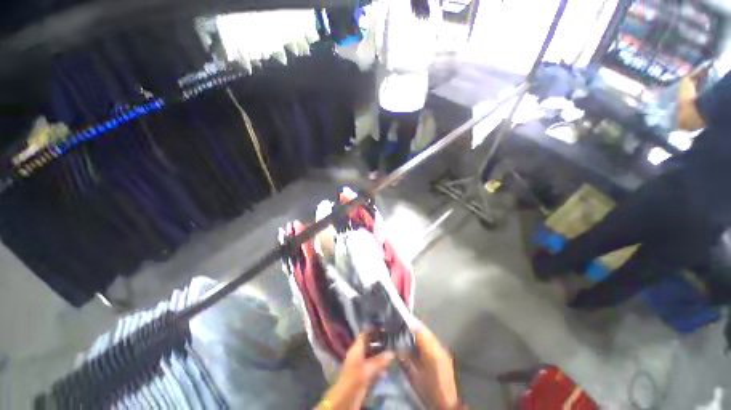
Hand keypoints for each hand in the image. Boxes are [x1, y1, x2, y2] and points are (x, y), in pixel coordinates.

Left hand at [317, 333, 393, 409]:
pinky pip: (373, 364)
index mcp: (356, 348)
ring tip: (394, 348)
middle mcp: (358, 353)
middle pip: (369, 344)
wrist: (345, 399)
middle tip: (393, 337)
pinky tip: (389, 363)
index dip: (373, 329)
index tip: (385, 326)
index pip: (365, 334)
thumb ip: (379, 361)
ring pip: (372, 354)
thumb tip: (393, 352)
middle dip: (380, 341)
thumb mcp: (367, 370)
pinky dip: (380, 362)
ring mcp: (360, 364)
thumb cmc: (353, 379)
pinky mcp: (363, 374)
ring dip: (381, 352)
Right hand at [402, 326, 460, 409]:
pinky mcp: (444, 355)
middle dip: (413, 327)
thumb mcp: (414, 375)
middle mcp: (439, 347)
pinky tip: (417, 343)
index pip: (420, 331)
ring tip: (407, 333)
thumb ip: (406, 358)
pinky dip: (424, 340)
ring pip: (429, 335)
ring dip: (419, 333)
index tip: (400, 322)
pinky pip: (432, 342)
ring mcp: (443, 351)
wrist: (446, 403)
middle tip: (402, 326)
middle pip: (425, 331)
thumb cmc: (428, 389)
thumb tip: (397, 346)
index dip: (409, 325)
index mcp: (431, 350)